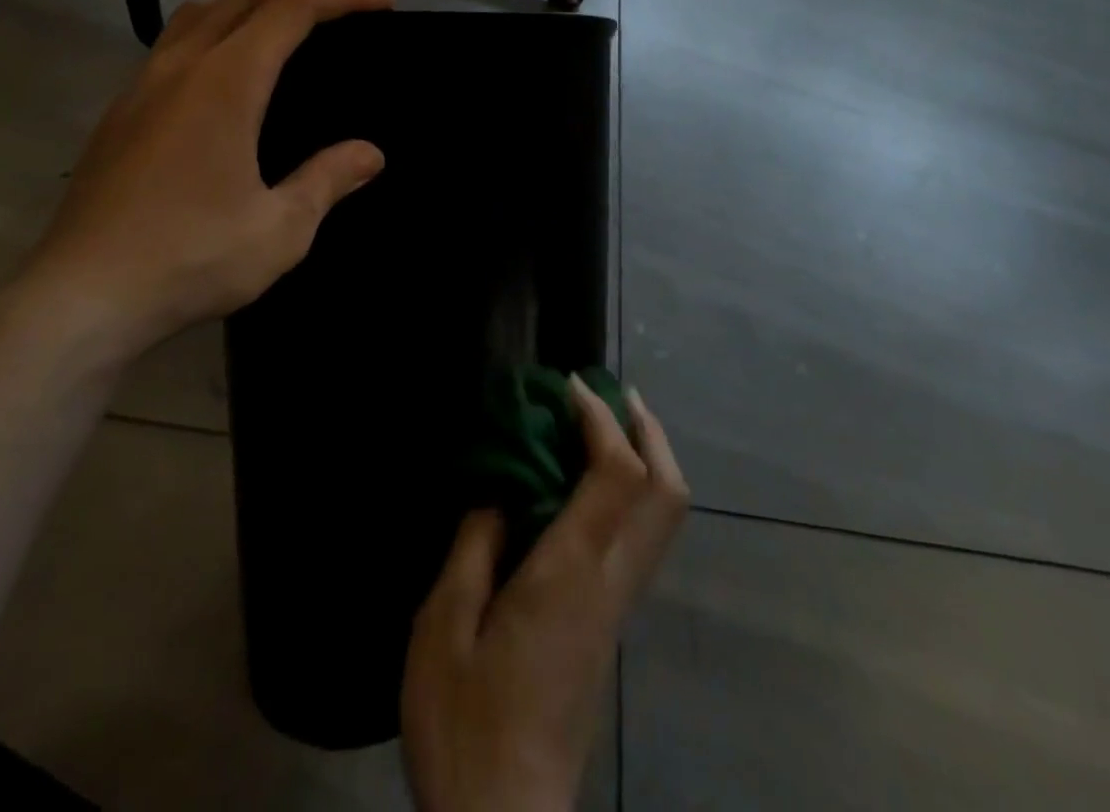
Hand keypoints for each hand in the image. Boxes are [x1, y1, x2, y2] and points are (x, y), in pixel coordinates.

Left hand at [15, 0, 394, 362]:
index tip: (383, 1)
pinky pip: (175, 38)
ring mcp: (144, 85)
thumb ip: (327, 180)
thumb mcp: (280, 229)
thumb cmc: (191, 258)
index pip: (292, 8)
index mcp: (227, 82)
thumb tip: (371, 154)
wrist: (81, 297)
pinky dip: (215, 19)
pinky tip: (219, 46)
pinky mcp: (122, 111)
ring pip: (202, 9)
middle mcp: (183, 67)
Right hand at [402, 380, 689, 811]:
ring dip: (647, 456)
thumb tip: (500, 494)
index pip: (617, 474)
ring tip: (605, 424)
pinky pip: (642, 537)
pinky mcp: (611, 626)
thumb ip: (474, 546)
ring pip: (665, 516)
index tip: (570, 385)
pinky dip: (632, 490)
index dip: (601, 418)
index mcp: (569, 573)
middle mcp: (609, 583)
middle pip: (666, 492)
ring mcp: (618, 606)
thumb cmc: (464, 722)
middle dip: (648, 430)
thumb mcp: (443, 626)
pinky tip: (590, 483)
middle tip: (613, 392)